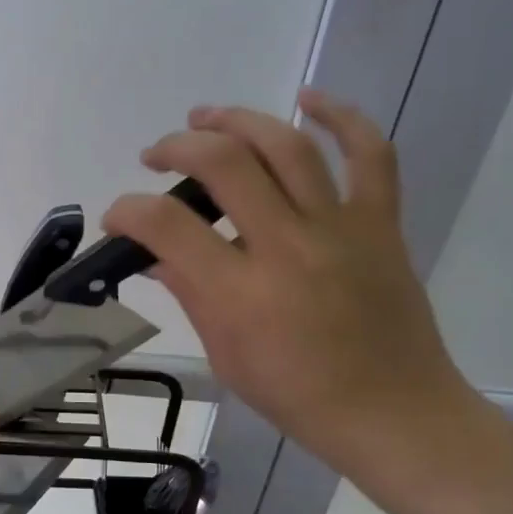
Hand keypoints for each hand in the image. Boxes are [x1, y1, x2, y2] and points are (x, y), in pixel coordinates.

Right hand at [103, 92, 474, 479]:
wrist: (394, 414)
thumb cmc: (299, 396)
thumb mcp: (225, 355)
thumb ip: (188, 293)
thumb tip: (153, 254)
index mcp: (241, 294)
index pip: (166, 226)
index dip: (128, 211)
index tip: (118, 218)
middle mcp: (288, 247)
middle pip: (224, 164)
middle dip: (177, 146)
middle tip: (157, 155)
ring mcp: (340, 229)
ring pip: (287, 147)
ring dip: (237, 120)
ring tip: (205, 117)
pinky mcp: (380, 224)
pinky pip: (370, 155)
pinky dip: (342, 117)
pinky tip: (306, 99)